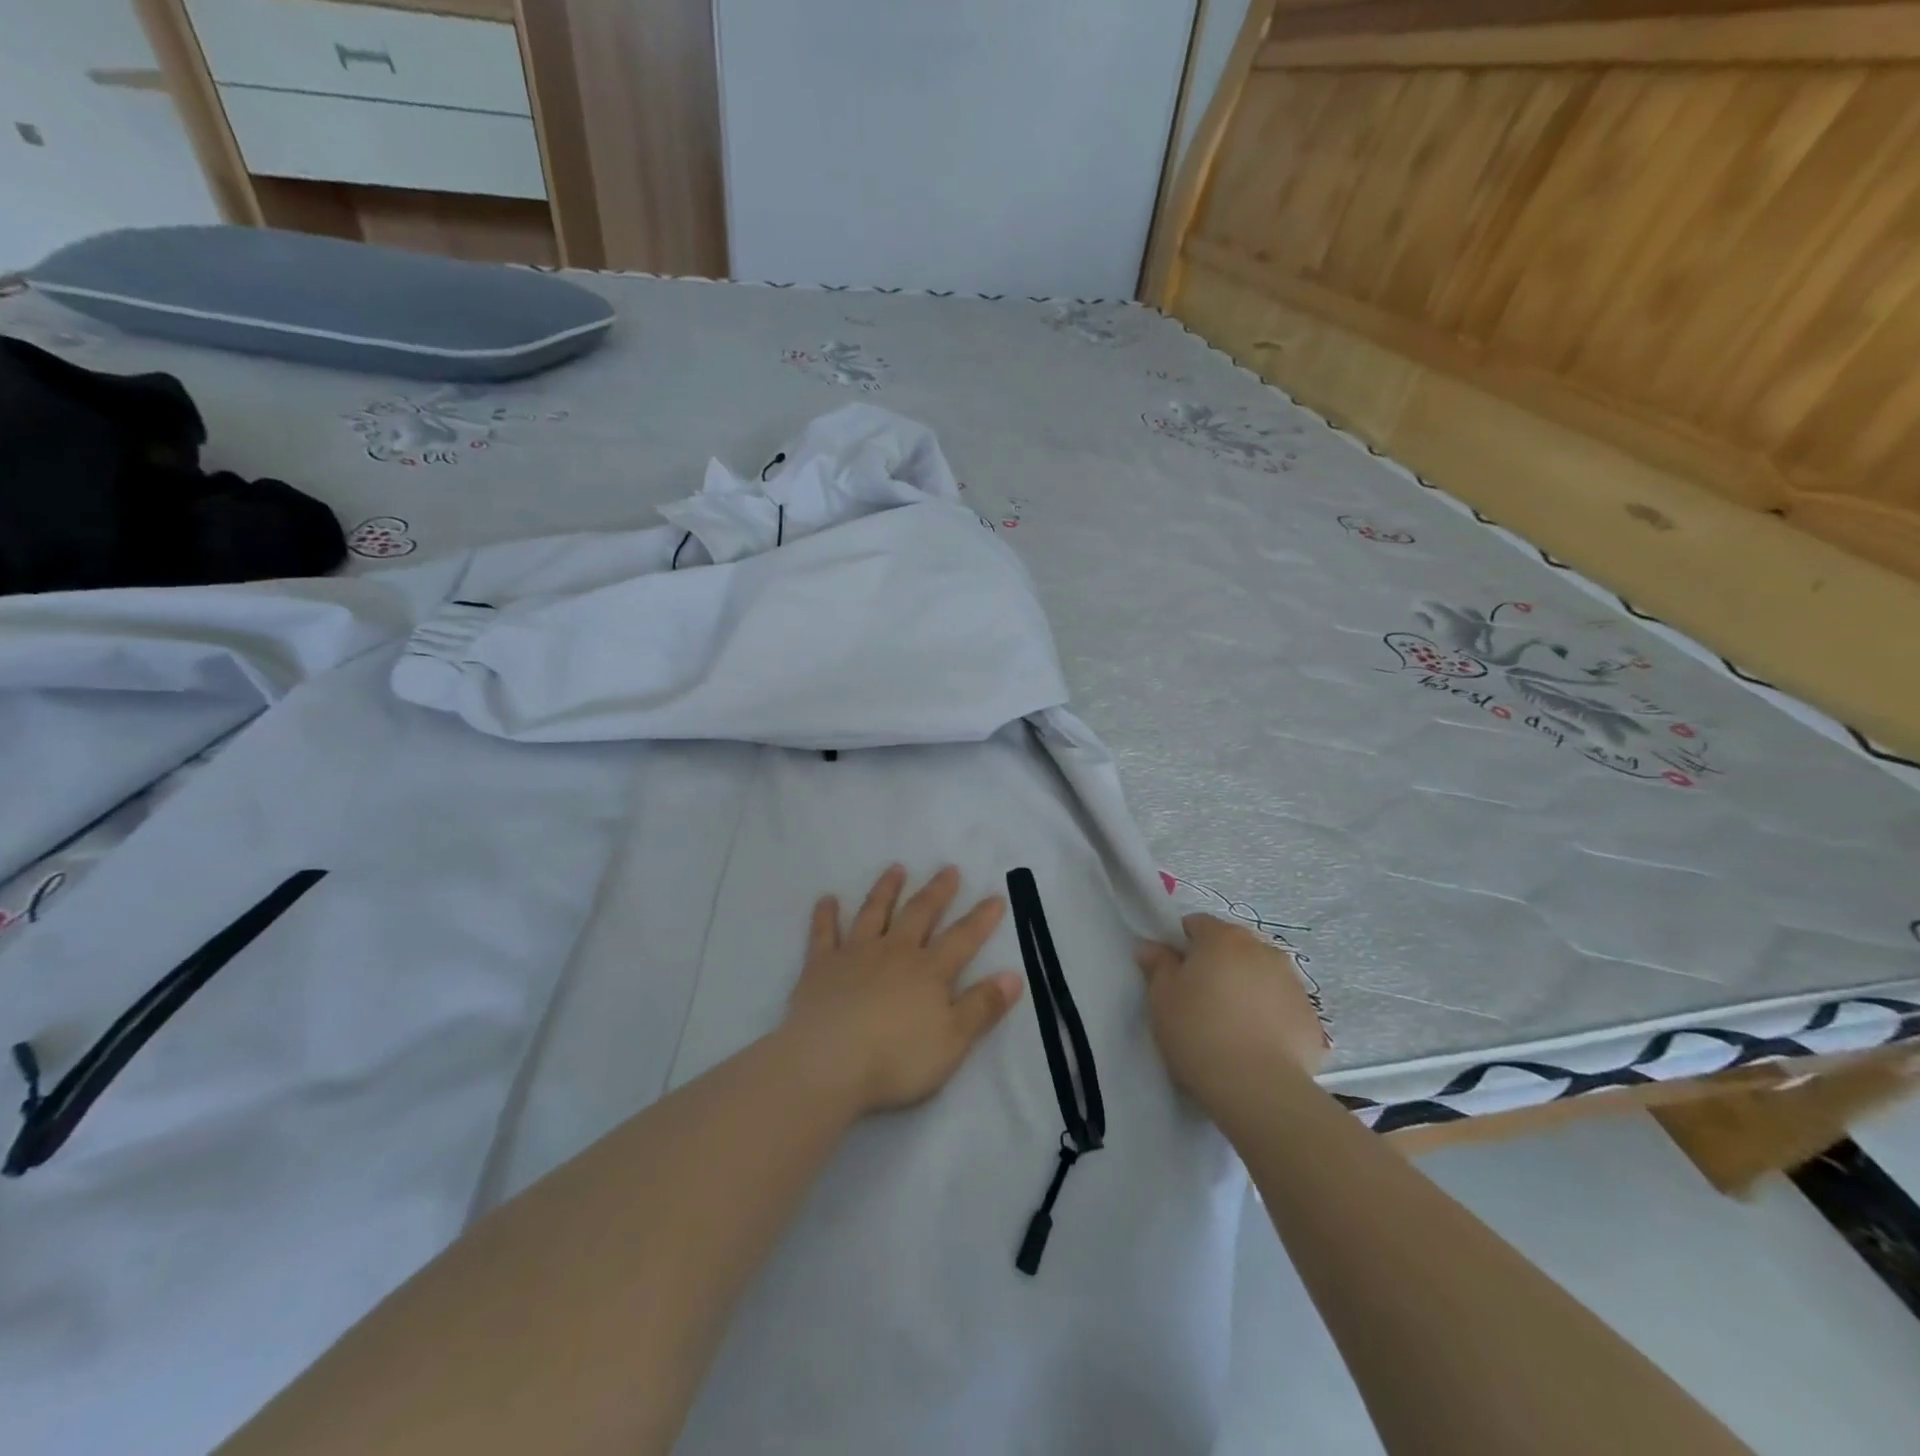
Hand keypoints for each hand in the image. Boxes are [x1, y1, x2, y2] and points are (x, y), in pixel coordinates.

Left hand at [783, 865, 1023, 1116]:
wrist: (828, 1063)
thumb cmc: (897, 1059)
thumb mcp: (953, 1040)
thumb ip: (983, 1006)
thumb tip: (1014, 975)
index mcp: (929, 971)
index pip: (963, 938)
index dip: (981, 918)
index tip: (996, 896)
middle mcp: (894, 952)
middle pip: (919, 914)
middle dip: (937, 891)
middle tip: (948, 869)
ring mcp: (855, 955)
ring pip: (874, 913)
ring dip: (886, 889)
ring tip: (896, 868)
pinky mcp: (820, 966)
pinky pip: (824, 933)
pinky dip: (825, 915)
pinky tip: (827, 899)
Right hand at [1136, 914, 1327, 1113]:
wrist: (1258, 1088)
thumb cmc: (1198, 1032)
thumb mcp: (1161, 997)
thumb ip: (1157, 965)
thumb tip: (1152, 947)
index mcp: (1223, 938)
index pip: (1197, 924)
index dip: (1182, 944)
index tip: (1174, 972)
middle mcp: (1263, 950)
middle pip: (1233, 947)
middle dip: (1218, 964)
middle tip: (1201, 999)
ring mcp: (1294, 983)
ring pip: (1262, 975)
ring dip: (1247, 987)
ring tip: (1232, 1025)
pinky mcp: (1312, 1018)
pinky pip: (1283, 1007)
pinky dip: (1270, 1016)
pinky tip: (1257, 1045)